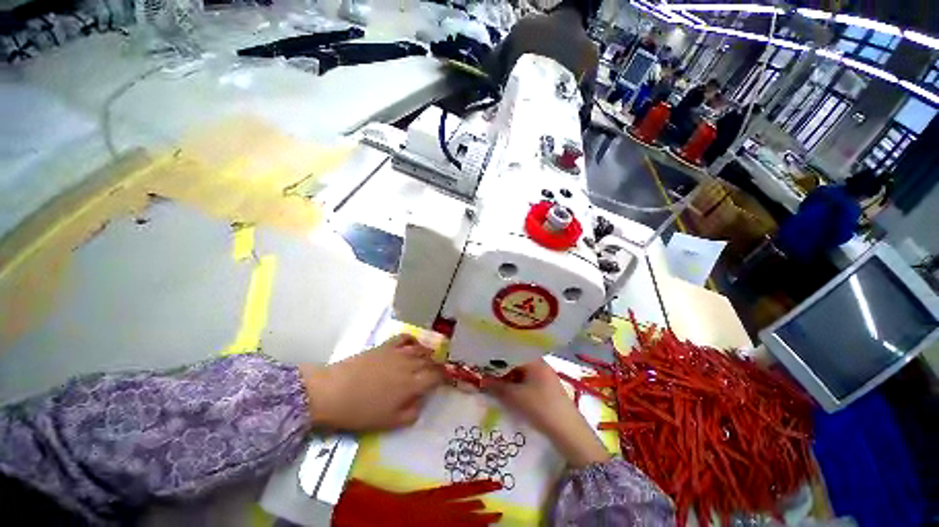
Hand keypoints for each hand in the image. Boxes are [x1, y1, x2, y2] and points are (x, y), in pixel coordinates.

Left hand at [299, 334, 443, 431]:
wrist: (333, 391)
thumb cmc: (361, 412)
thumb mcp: (389, 422)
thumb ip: (412, 413)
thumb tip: (421, 401)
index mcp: (412, 384)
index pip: (436, 376)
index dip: (443, 378)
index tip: (445, 380)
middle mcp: (410, 364)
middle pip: (430, 362)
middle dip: (437, 366)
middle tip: (437, 372)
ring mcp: (398, 353)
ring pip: (420, 349)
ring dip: (428, 354)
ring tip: (429, 359)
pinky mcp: (386, 346)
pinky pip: (405, 338)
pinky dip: (412, 340)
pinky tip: (413, 345)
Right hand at [485, 359, 609, 468]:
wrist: (569, 431)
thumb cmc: (541, 407)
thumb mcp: (515, 397)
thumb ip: (496, 386)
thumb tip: (481, 379)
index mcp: (534, 360)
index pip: (511, 352)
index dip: (496, 357)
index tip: (483, 362)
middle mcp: (540, 364)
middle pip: (515, 361)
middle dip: (501, 368)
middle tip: (486, 373)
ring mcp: (544, 375)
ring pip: (521, 371)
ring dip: (508, 377)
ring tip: (494, 383)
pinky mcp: (546, 387)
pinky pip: (527, 380)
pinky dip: (516, 384)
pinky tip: (508, 391)